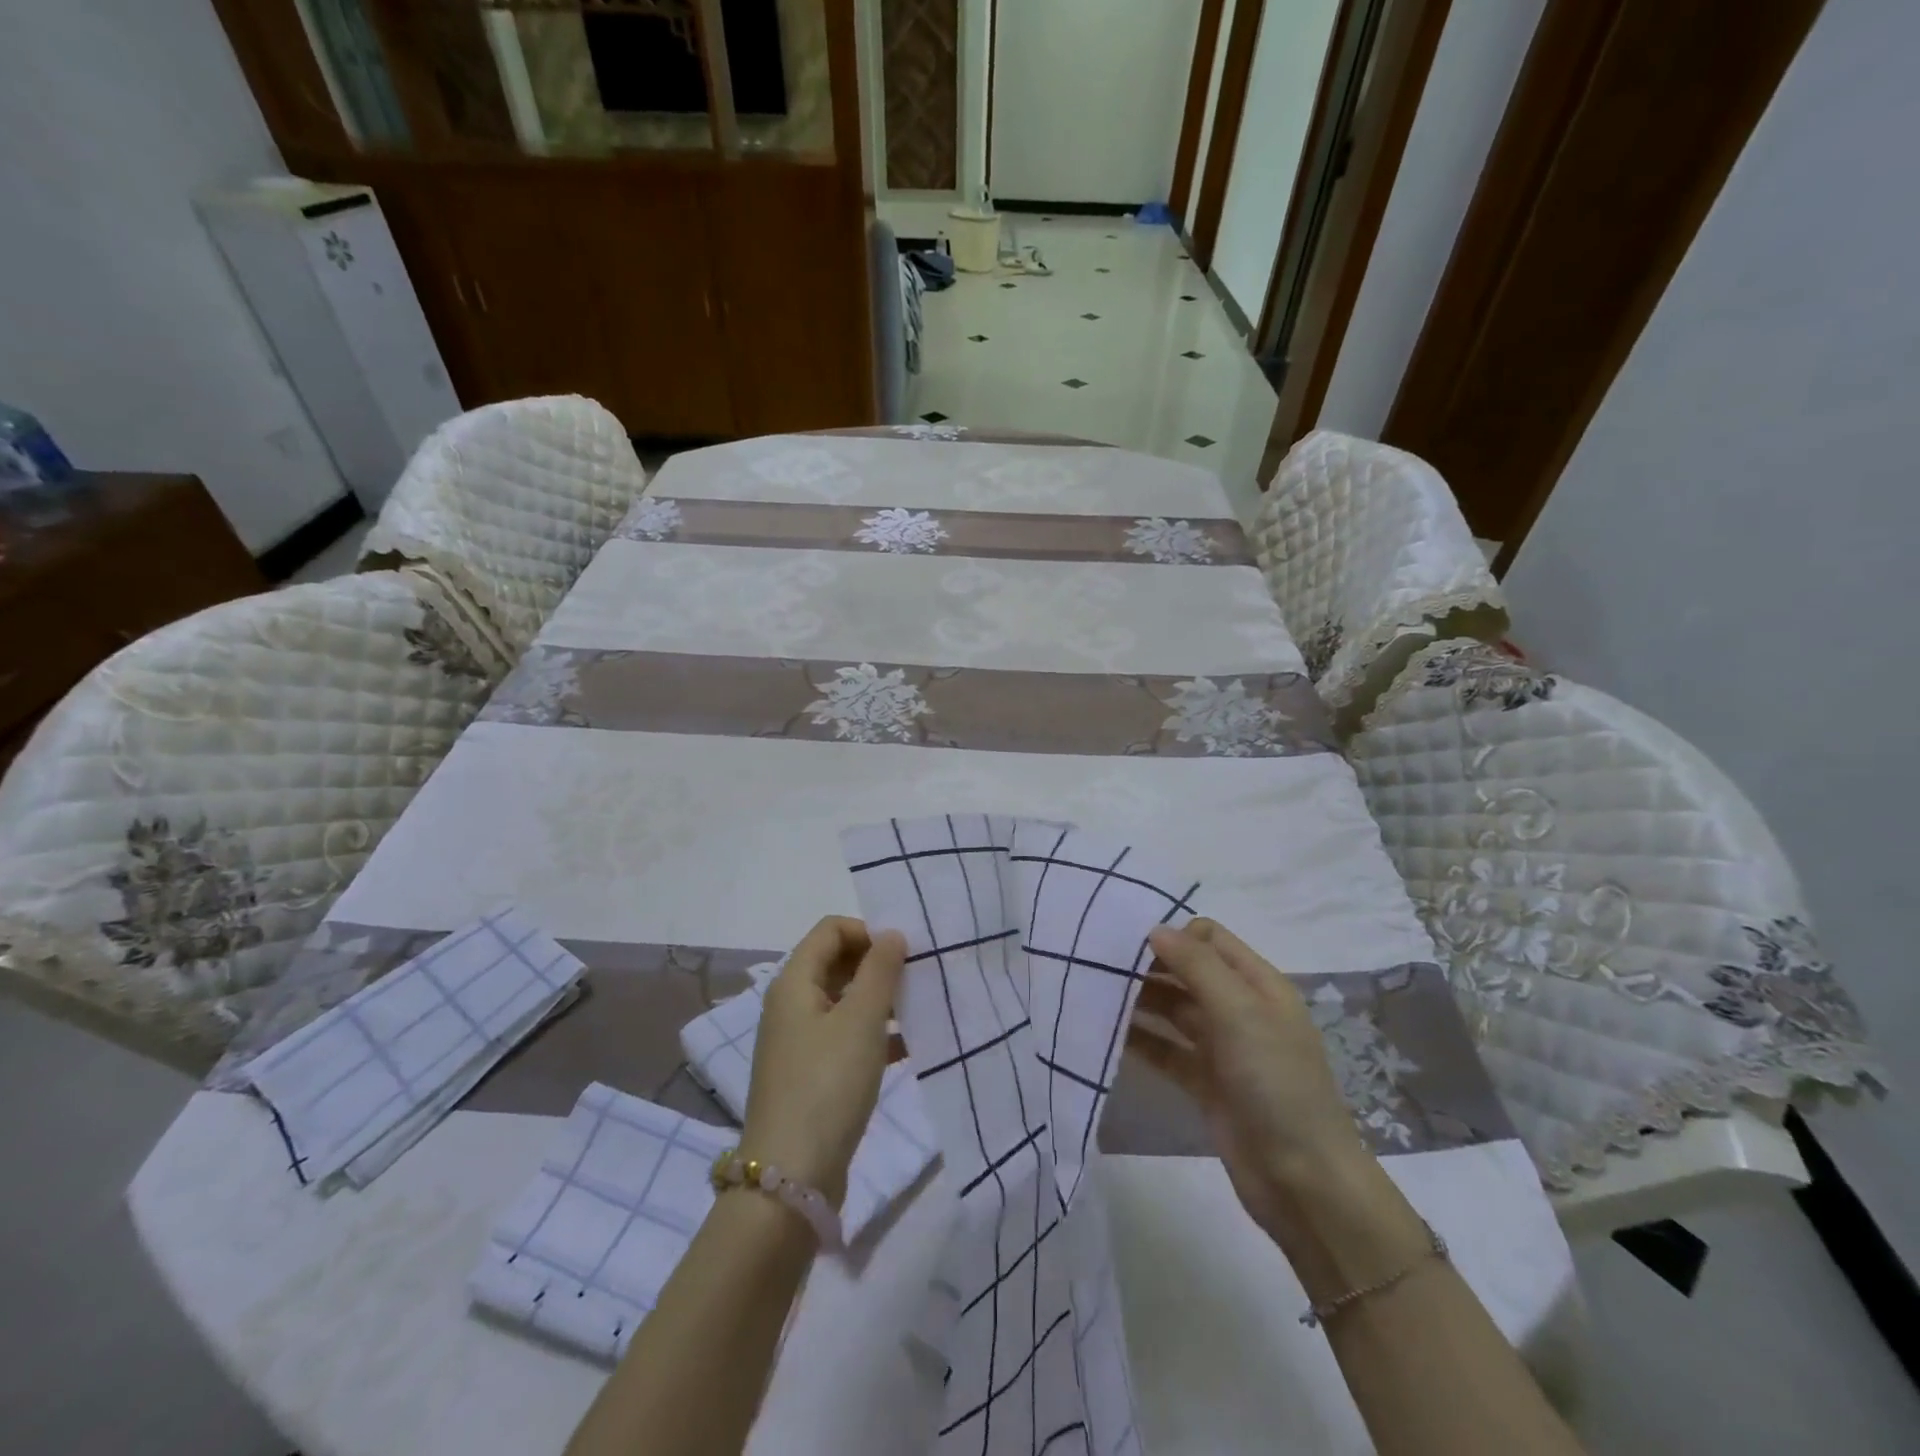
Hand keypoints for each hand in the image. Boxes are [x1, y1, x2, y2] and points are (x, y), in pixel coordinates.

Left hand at [739, 916, 906, 1206]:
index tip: (905, 951)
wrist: (791, 1178)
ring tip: (920, 1009)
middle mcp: (791, 1005)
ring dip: (880, 1000)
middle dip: (877, 964)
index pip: (830, 930)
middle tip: (918, 977)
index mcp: (794, 982)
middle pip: (836, 962)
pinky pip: (846, 1037)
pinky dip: (874, 1034)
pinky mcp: (811, 1075)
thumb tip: (891, 934)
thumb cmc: (827, 1085)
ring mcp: (799, 1042)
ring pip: (844, 1001)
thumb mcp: (861, 1021)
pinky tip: (909, 1046)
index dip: (868, 931)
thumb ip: (880, 971)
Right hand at [1129, 920, 1370, 1247]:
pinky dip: (1141, 1040)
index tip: (1130, 940)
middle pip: (1188, 972)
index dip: (1174, 933)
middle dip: (1149, 965)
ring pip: (1173, 1010)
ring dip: (1140, 1000)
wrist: (1303, 1181)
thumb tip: (1155, 929)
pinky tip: (1106, 1033)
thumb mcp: (1240, 1013)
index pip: (1210, 938)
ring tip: (1094, 992)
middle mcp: (1240, 1009)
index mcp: (1258, 984)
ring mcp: (1222, 1048)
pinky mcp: (1204, 1083)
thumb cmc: (1276, 1082)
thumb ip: (1197, 966)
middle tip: (1100, 963)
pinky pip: (1166, 1050)